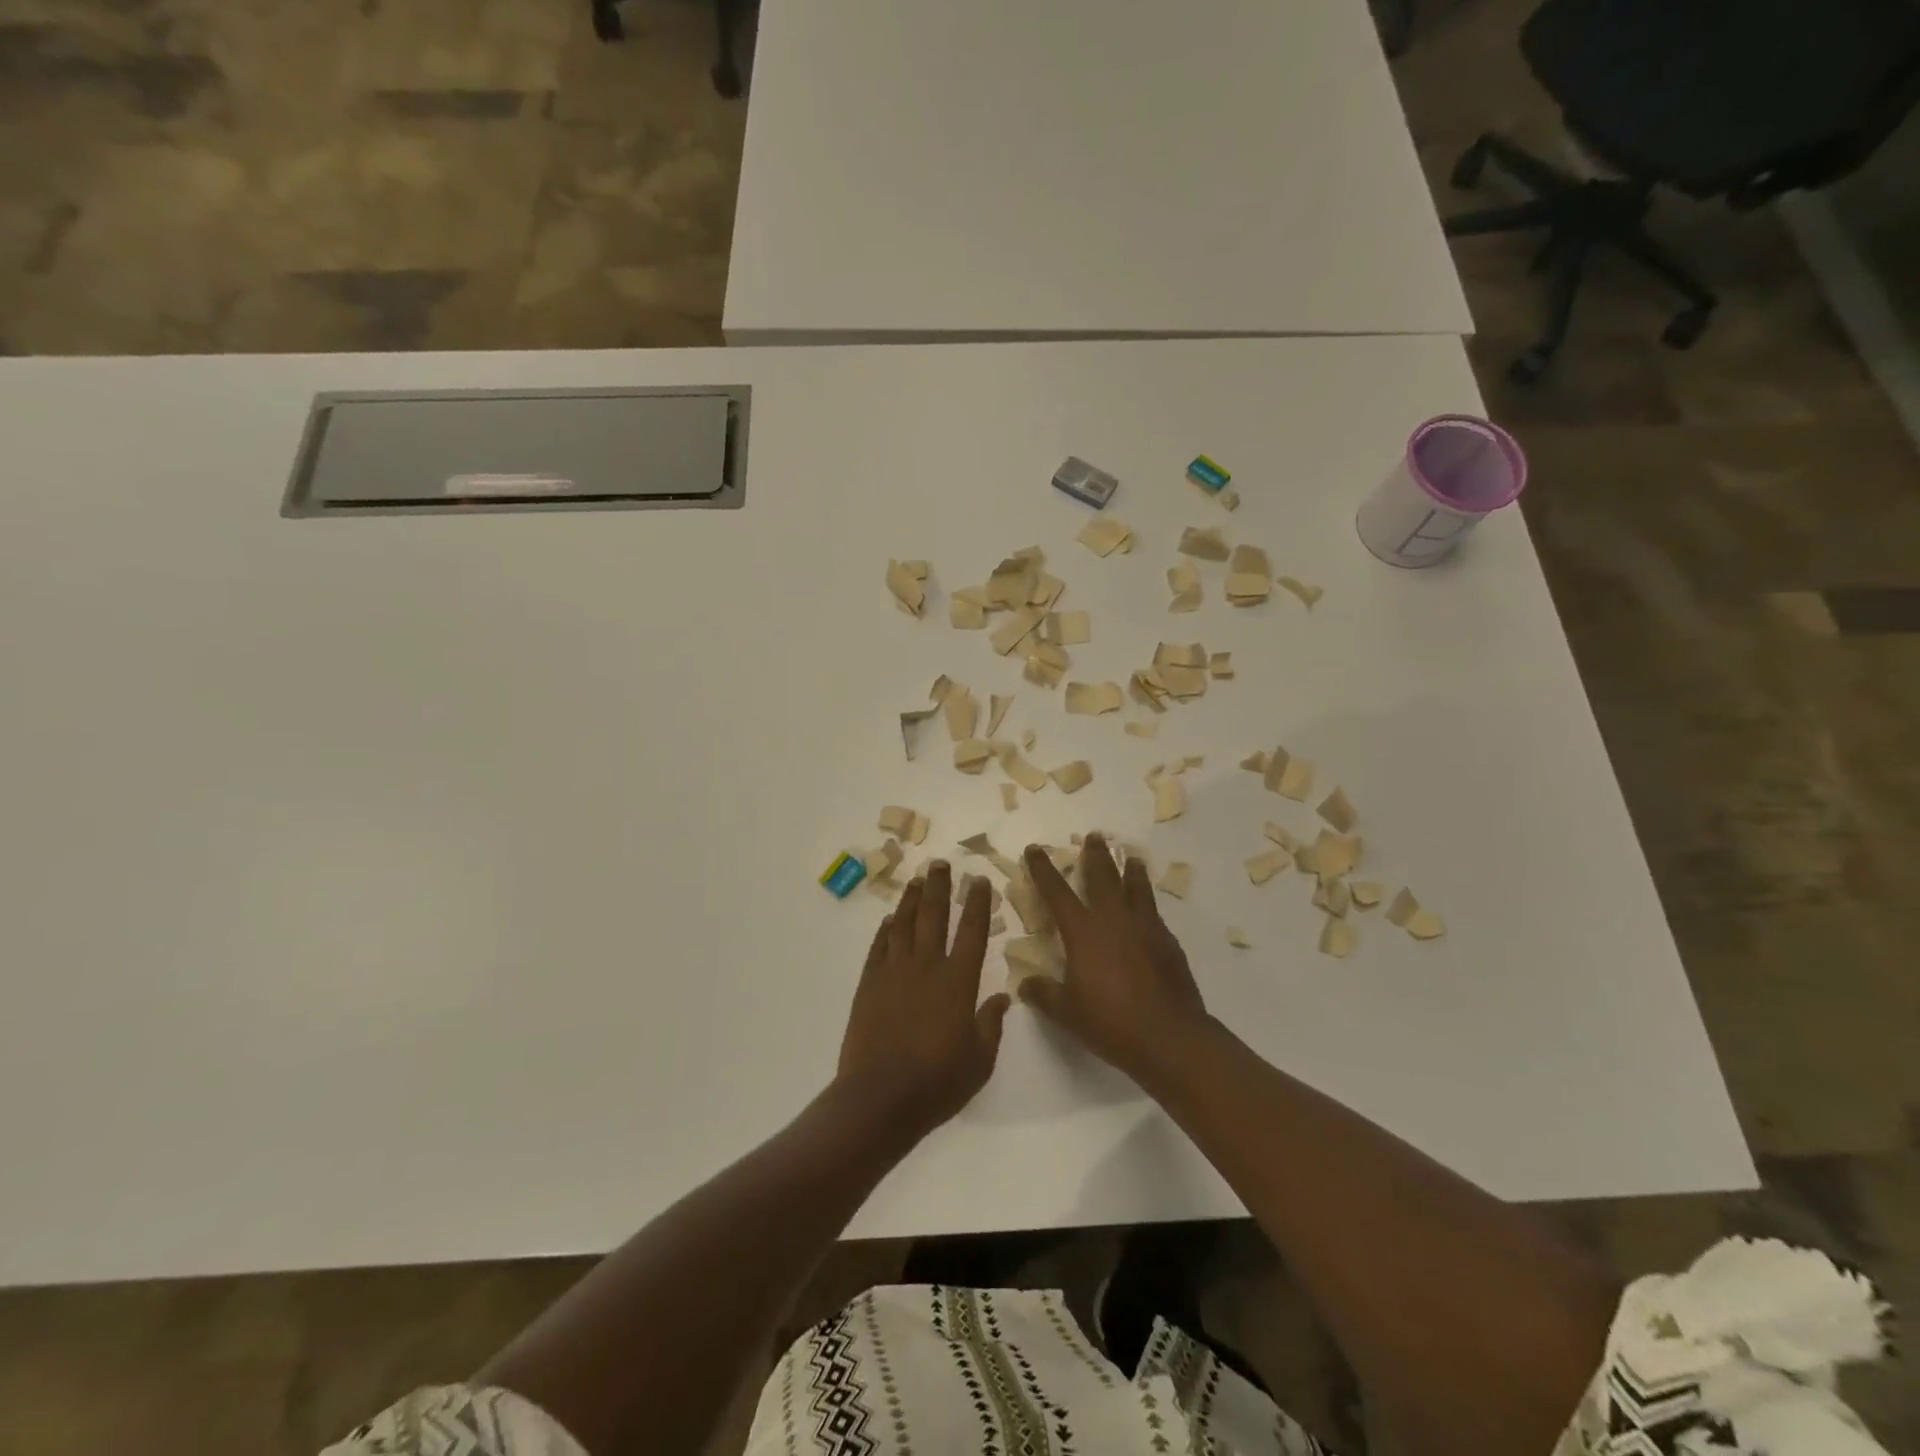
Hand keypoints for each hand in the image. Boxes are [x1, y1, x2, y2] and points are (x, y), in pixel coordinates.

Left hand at [837, 863, 1010, 1139]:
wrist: (880, 1098)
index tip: (979, 880)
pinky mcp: (869, 984)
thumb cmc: (937, 1083)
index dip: (977, 903)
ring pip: (903, 924)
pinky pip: (879, 947)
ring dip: (911, 899)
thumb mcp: (980, 1060)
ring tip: (916, 880)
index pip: (972, 931)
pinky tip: (889, 920)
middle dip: (939, 887)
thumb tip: (1003, 998)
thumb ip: (991, 1025)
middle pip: (933, 916)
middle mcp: (926, 967)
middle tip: (941, 863)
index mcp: (958, 982)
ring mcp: (894, 972)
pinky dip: (885, 930)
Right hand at [1018, 834, 1208, 1085]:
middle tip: (1094, 836)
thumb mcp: (1066, 1012)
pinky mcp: (1167, 942)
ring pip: (1136, 888)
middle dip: (1095, 855)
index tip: (1036, 849)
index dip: (1043, 869)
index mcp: (1083, 932)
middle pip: (1103, 876)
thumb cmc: (1110, 1022)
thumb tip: (1025, 984)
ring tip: (1131, 856)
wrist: (1168, 1036)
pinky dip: (1147, 901)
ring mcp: (1144, 928)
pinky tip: (1147, 907)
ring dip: (1131, 870)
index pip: (1057, 892)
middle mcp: (1113, 920)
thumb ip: (1043, 994)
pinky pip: (1153, 912)